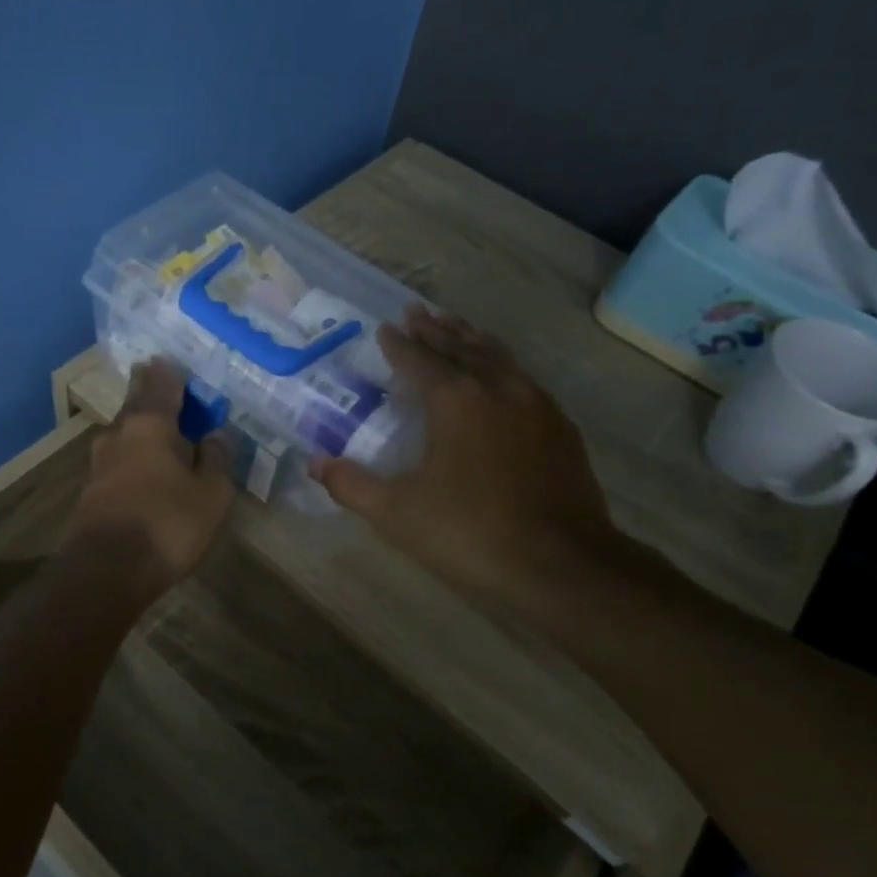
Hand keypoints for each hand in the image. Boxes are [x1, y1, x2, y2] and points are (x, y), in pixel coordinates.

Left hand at [65, 358, 235, 596]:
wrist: (106, 572)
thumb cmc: (168, 525)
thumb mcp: (211, 494)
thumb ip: (215, 459)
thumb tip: (216, 433)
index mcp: (150, 426)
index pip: (160, 388)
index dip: (167, 374)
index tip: (166, 359)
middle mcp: (119, 436)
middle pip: (134, 405)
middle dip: (145, 390)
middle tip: (151, 375)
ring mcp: (99, 464)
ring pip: (122, 433)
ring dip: (136, 423)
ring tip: (150, 420)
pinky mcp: (91, 491)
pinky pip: (117, 459)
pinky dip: (131, 453)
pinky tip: (139, 462)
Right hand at [309, 306, 625, 615]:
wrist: (562, 565)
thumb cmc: (470, 532)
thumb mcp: (397, 513)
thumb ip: (352, 484)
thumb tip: (315, 463)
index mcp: (455, 400)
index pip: (419, 360)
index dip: (398, 344)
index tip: (385, 327)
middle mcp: (496, 388)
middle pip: (460, 347)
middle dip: (435, 328)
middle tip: (417, 310)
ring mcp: (535, 404)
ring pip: (497, 356)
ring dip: (471, 338)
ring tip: (456, 325)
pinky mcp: (560, 427)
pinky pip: (522, 377)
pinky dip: (501, 363)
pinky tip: (501, 374)